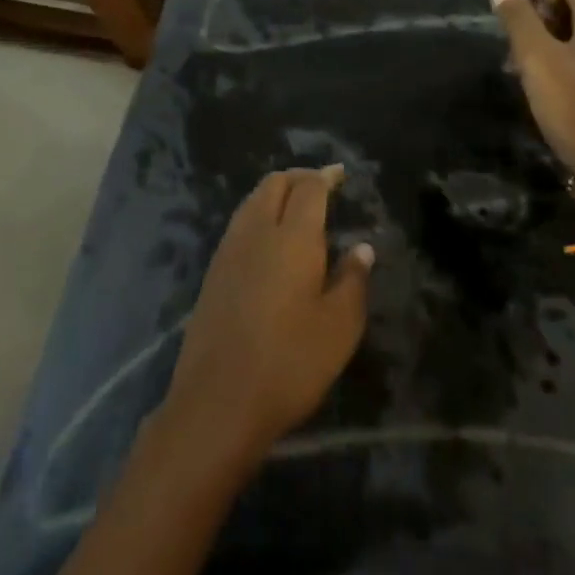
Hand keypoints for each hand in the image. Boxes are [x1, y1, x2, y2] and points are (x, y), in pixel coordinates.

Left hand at [162, 167, 373, 469]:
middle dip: (297, 177)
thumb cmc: (290, 362)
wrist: (218, 401)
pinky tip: (269, 240)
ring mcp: (228, 252)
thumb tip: (361, 248)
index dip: (326, 176)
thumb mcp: (340, 326)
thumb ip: (353, 280)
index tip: (339, 173)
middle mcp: (256, 233)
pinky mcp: (212, 273)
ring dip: (274, 193)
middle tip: (320, 185)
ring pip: (251, 202)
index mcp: (293, 238)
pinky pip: (238, 225)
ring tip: (295, 207)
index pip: (309, 188)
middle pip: (273, 185)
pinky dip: (257, 215)